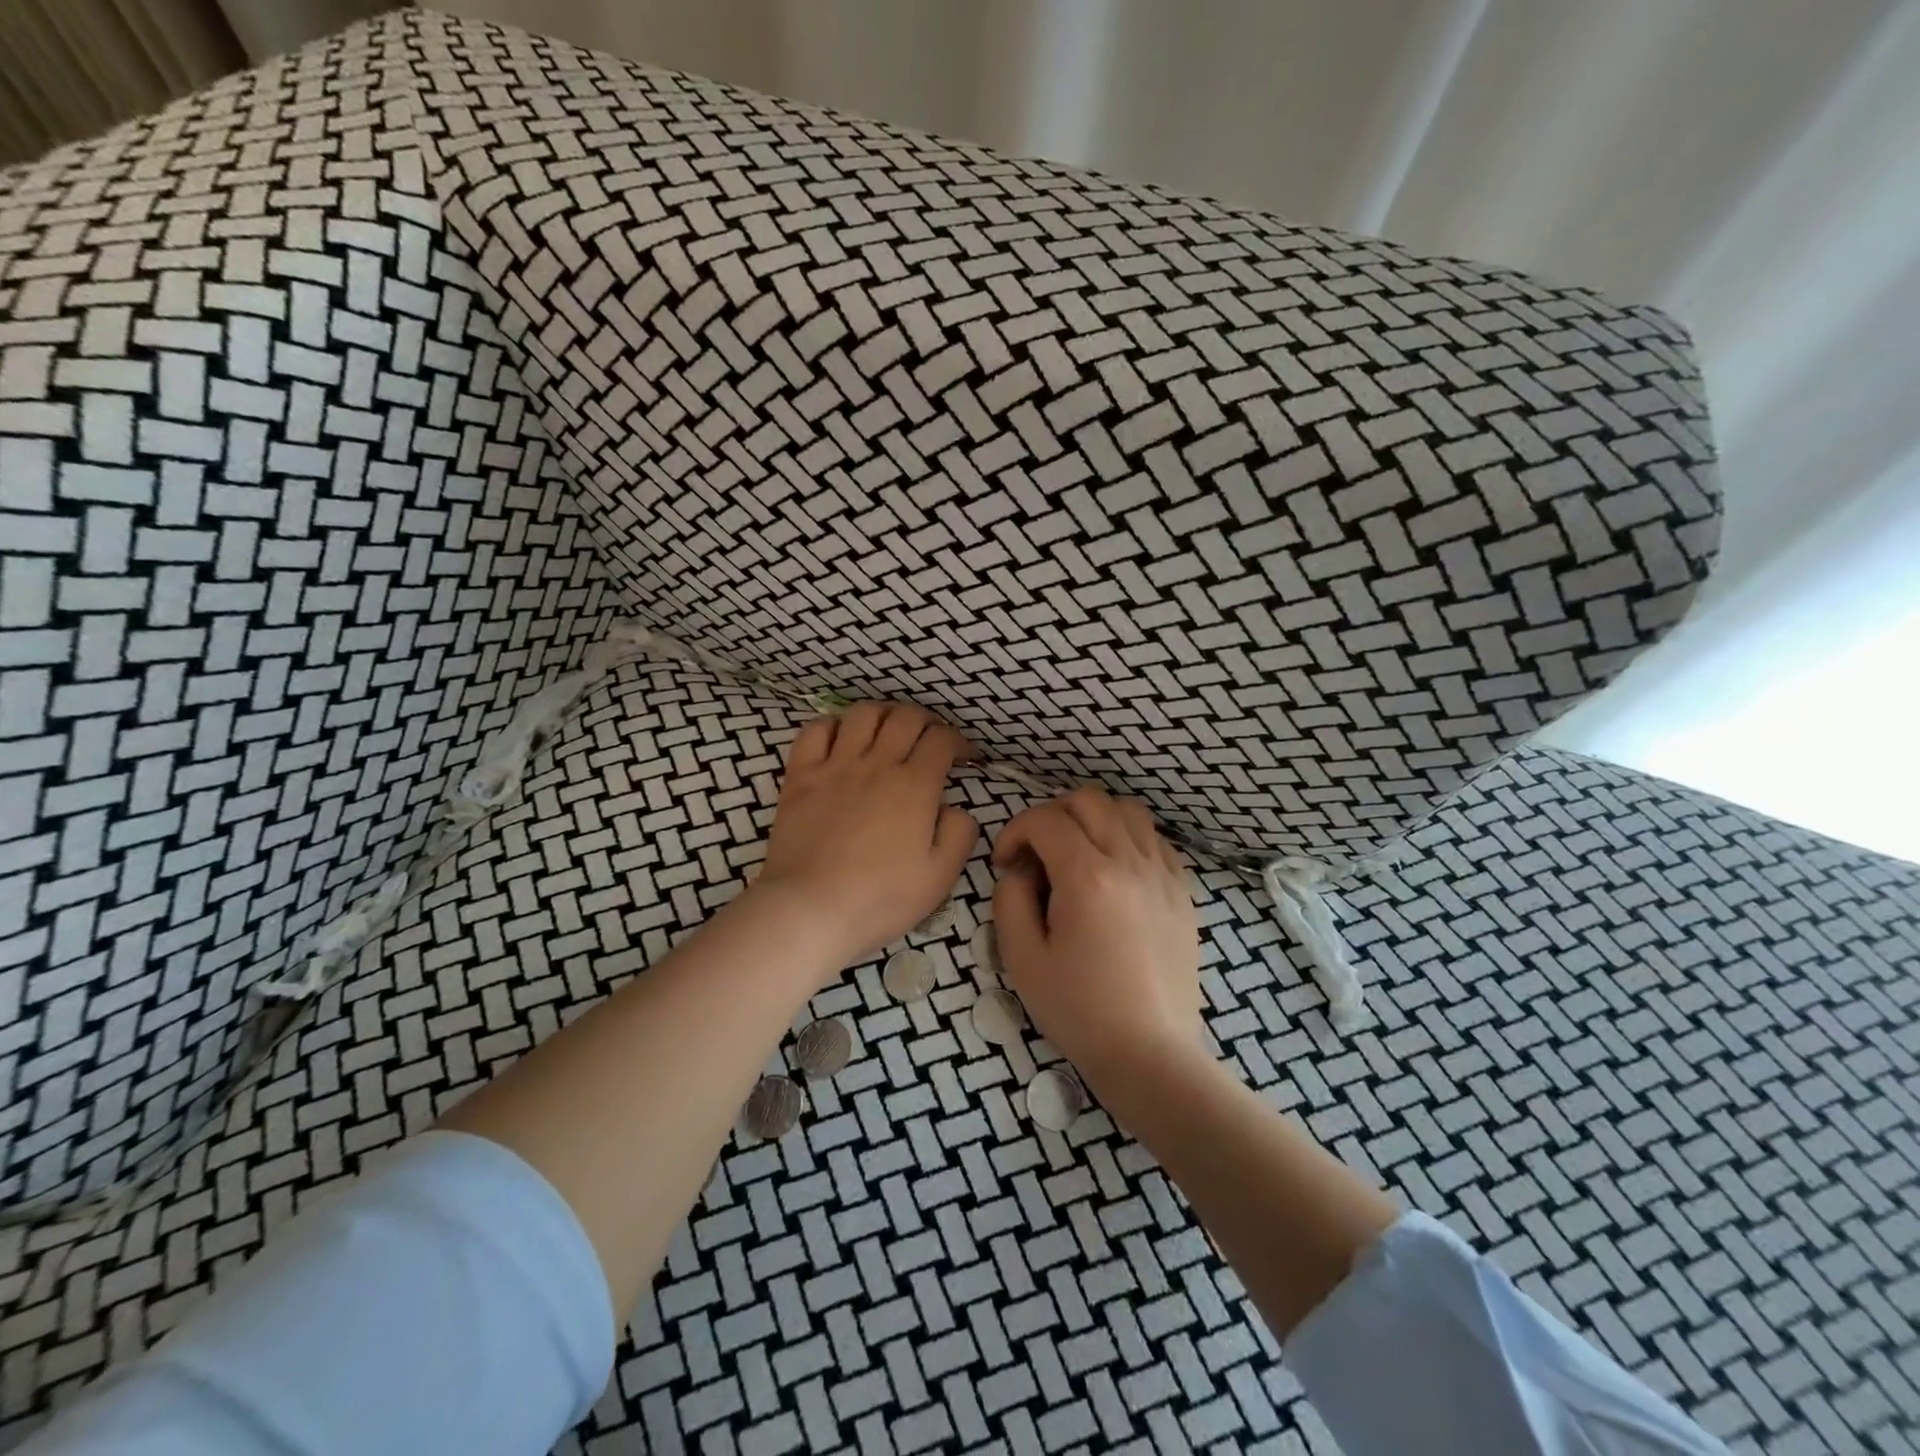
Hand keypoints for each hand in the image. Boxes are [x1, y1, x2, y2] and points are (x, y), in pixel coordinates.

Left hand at [752, 701, 978, 967]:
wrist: (810, 909)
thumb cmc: (881, 898)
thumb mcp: (940, 876)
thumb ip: (960, 834)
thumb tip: (956, 808)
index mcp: (914, 786)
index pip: (942, 740)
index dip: (958, 742)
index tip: (963, 758)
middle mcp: (877, 764)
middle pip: (906, 717)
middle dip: (926, 721)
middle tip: (930, 739)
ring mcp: (835, 766)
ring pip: (863, 714)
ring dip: (883, 714)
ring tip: (889, 730)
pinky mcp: (800, 776)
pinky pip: (815, 731)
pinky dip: (832, 725)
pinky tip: (841, 738)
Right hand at [990, 786, 1203, 1083]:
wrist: (1150, 1053)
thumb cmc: (1079, 1011)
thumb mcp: (1022, 959)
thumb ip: (1009, 900)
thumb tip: (1019, 870)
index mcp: (1088, 877)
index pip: (1045, 820)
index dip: (1015, 831)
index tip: (1005, 863)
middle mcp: (1129, 862)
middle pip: (1088, 800)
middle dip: (1052, 815)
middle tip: (1037, 854)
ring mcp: (1163, 874)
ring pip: (1127, 810)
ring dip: (1094, 819)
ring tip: (1077, 855)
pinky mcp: (1183, 891)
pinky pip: (1155, 839)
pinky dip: (1128, 838)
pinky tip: (1114, 872)